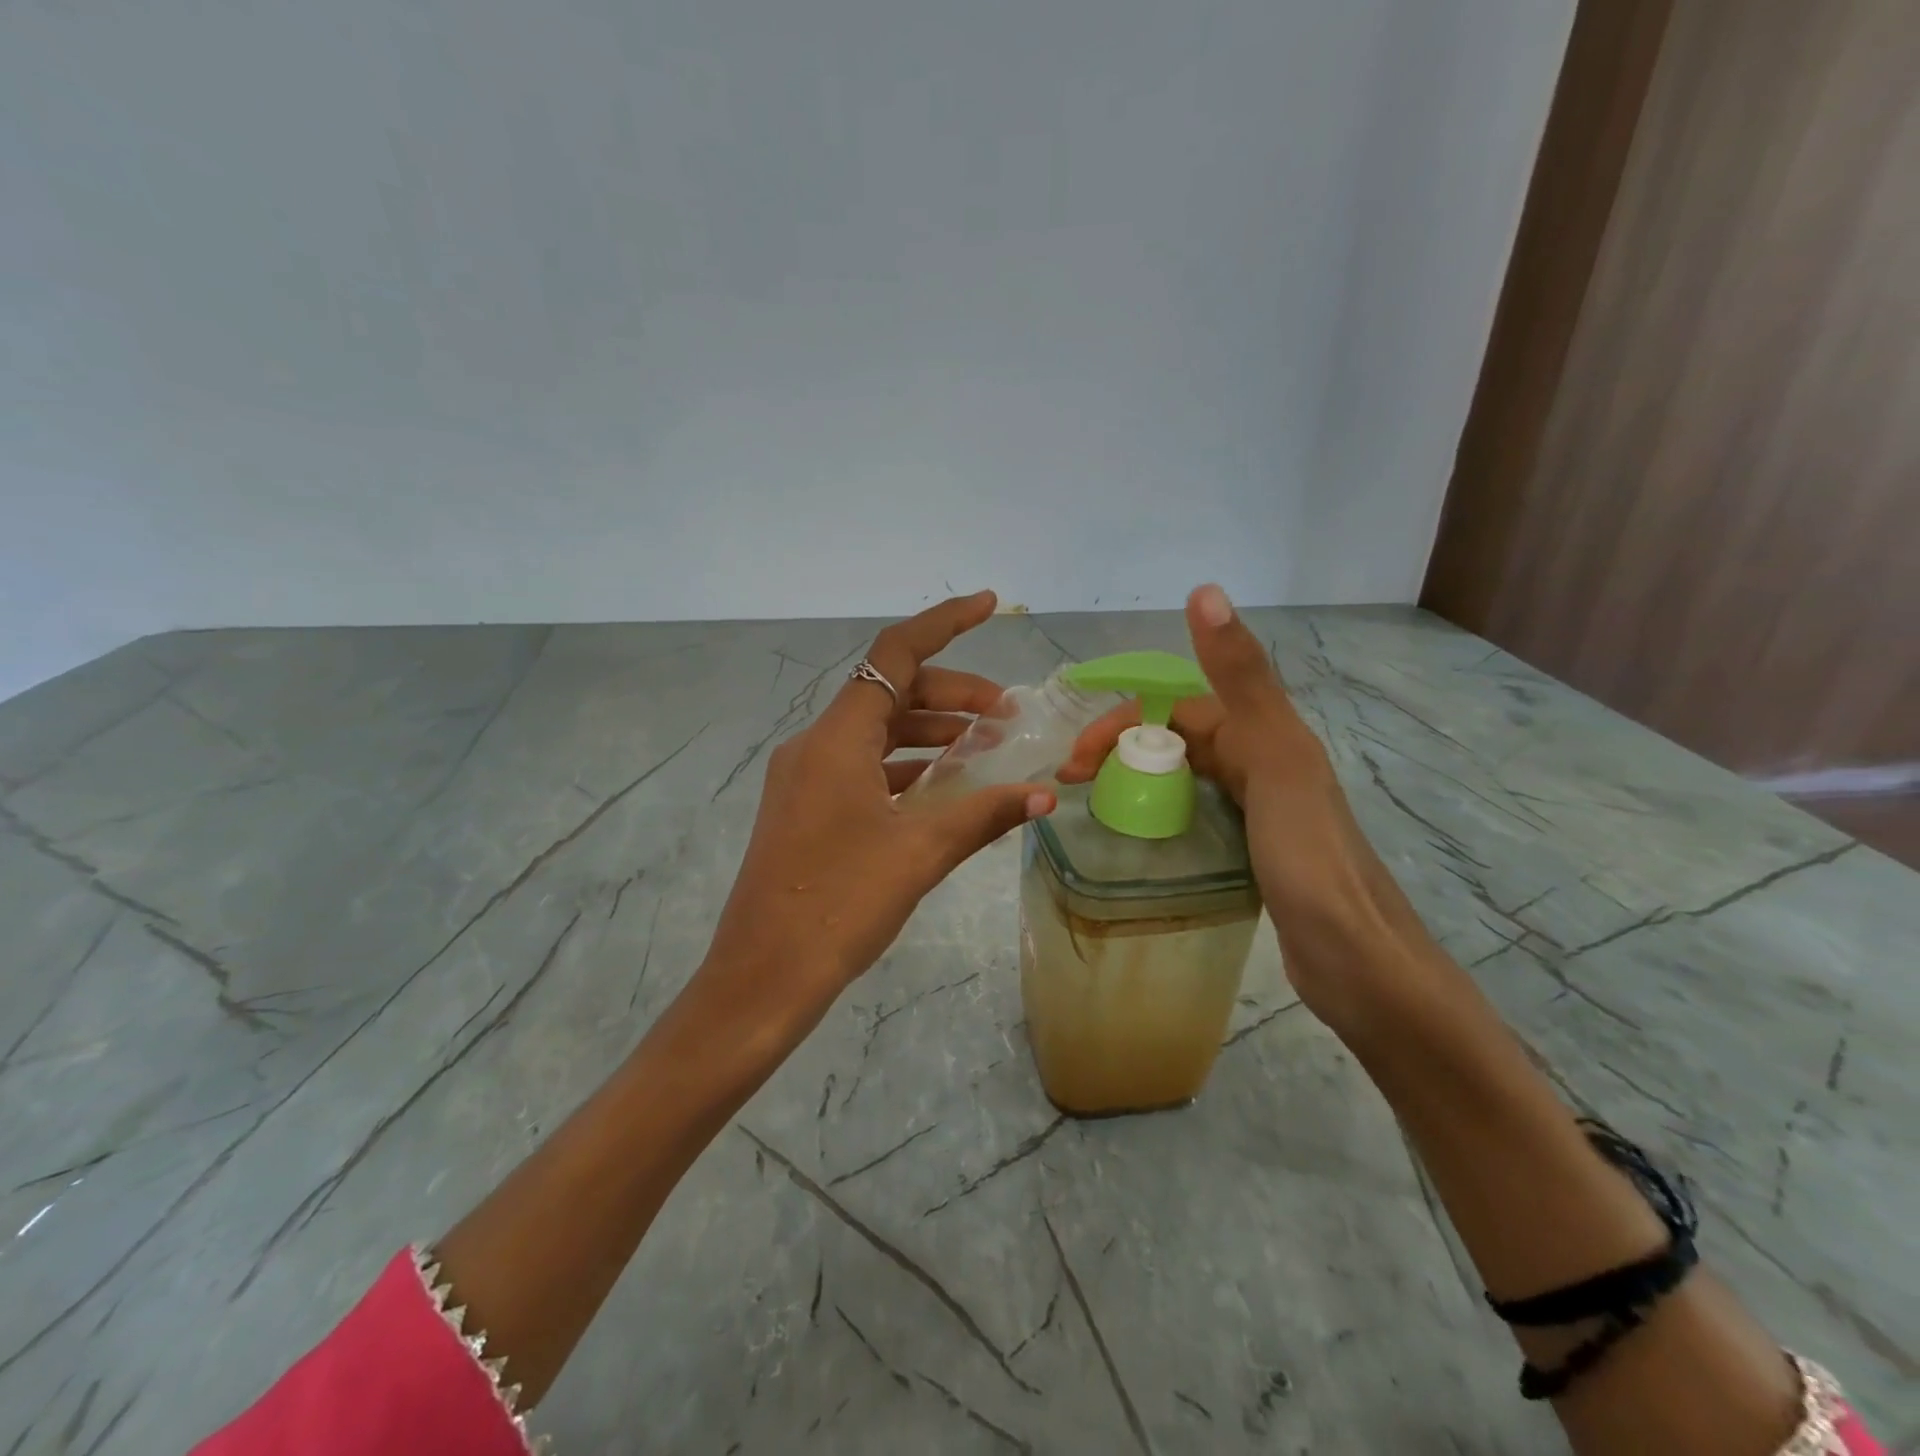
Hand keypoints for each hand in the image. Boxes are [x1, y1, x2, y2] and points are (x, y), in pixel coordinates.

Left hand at [699, 591, 1056, 1039]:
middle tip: (1006, 715)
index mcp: (837, 740)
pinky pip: (864, 767)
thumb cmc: (839, 906)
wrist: (761, 977)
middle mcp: (816, 746)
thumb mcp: (919, 854)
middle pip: (890, 693)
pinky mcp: (806, 809)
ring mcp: (806, 778)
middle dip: (951, 694)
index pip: (895, 655)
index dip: (944, 623)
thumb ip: (983, 815)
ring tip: (984, 748)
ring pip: (877, 732)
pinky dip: (906, 766)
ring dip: (930, 732)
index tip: (987, 605)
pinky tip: (942, 788)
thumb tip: (1043, 797)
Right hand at [1058, 585, 1440, 1029]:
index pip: (1176, 709)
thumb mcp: (1272, 758)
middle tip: (1072, 785)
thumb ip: (1239, 677)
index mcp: (1266, 735)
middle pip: (1178, 740)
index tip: (1076, 762)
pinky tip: (1140, 836)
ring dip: (1137, 779)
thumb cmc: (1309, 858)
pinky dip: (1161, 814)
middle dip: (1121, 751)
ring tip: (1094, 806)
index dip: (1122, 723)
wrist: (1360, 963)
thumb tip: (1204, 590)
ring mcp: (1260, 810)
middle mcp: (1264, 763)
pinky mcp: (1254, 852)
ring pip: (1186, 776)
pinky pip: (1196, 814)